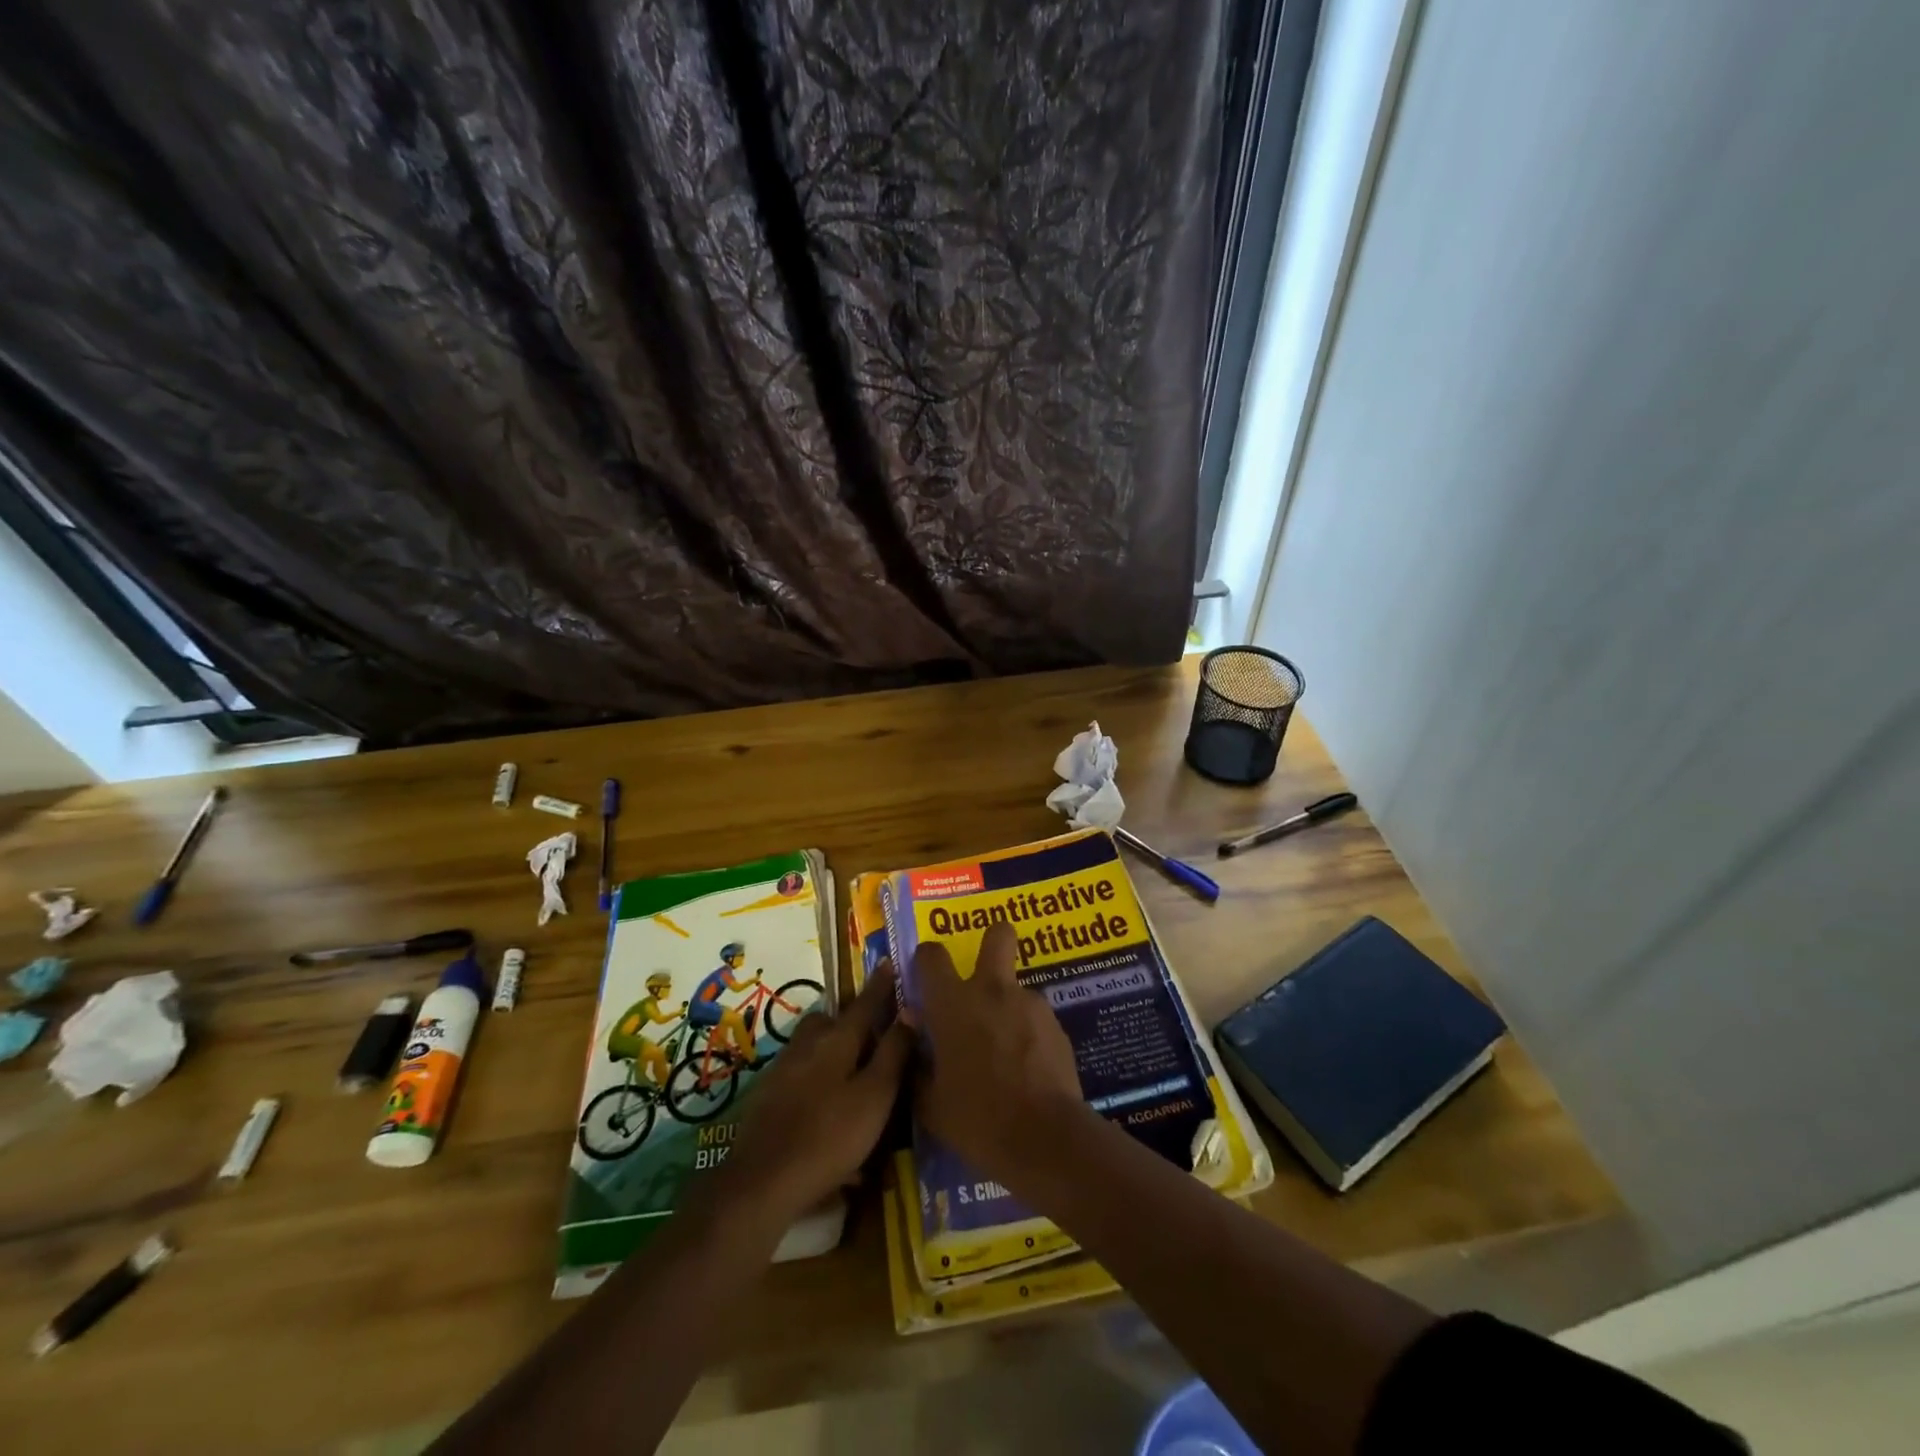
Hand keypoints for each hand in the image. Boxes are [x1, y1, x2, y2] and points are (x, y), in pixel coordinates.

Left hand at [723, 962, 912, 1224]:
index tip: (890, 962)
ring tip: (850, 1069)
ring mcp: (782, 1069)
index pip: (865, 1003)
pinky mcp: (767, 1095)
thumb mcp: (875, 1097)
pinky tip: (823, 1102)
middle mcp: (807, 1044)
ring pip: (812, 1044)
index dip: (880, 985)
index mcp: (837, 1039)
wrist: (762, 1182)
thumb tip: (910, 1009)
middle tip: (872, 1029)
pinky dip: (815, 1075)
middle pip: (831, 1020)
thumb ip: (893, 1053)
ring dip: (831, 1047)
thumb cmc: (829, 1136)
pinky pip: (799, 1071)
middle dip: (851, 1018)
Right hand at [910, 922, 1087, 1188]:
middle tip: (982, 975)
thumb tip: (913, 1044)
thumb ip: (918, 1066)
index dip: (925, 959)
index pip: (932, 956)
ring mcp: (1030, 1004)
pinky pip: (1035, 1019)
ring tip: (1005, 1052)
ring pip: (1016, 988)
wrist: (1046, 1138)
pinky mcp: (1057, 1025)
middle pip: (998, 935)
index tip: (925, 977)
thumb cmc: (978, 1120)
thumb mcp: (931, 1104)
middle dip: (992, 941)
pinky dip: (1028, 1034)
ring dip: (1008, 1008)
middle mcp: (992, 990)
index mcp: (953, 1004)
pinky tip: (1028, 1070)